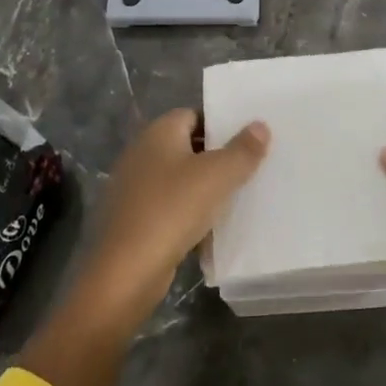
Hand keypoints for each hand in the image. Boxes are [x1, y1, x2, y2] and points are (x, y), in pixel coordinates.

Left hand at [87, 108, 270, 321]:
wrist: (126, 271)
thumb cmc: (173, 209)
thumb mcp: (217, 176)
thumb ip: (243, 149)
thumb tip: (260, 125)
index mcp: (158, 132)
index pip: (194, 114)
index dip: (221, 124)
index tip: (248, 139)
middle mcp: (141, 152)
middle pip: (187, 146)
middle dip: (216, 156)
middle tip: (249, 167)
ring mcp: (133, 187)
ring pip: (178, 178)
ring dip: (203, 186)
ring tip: (236, 197)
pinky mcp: (133, 218)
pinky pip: (168, 205)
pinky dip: (187, 211)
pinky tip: (209, 226)